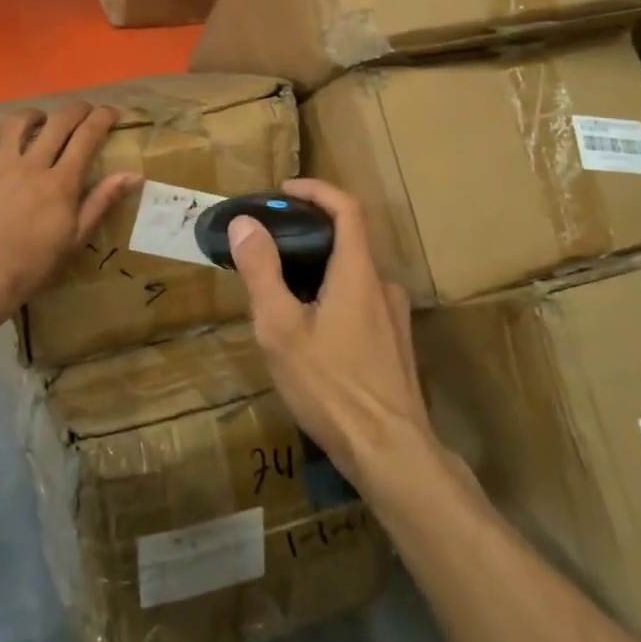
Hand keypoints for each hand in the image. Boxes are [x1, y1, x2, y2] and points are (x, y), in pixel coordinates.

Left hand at [0, 103, 139, 322]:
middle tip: (84, 110)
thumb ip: (101, 201)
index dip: (101, 119)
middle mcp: (31, 166)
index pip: (86, 137)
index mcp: (61, 181)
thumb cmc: (35, 263)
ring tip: (37, 119)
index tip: (112, 111)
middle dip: (74, 110)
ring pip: (14, 127)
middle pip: (56, 124)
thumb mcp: (76, 237)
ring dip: (29, 117)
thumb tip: (134, 175)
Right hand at [227, 179, 436, 488]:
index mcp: (358, 272)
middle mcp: (383, 286)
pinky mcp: (395, 345)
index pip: (347, 207)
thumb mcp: (280, 327)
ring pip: (351, 276)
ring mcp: (394, 318)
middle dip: (306, 234)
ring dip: (317, 270)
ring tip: (278, 292)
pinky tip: (307, 331)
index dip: (317, 190)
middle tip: (266, 247)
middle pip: (347, 241)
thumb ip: (262, 271)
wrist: (389, 451)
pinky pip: (359, 302)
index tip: (284, 190)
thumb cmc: (330, 385)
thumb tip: (245, 224)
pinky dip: (331, 296)